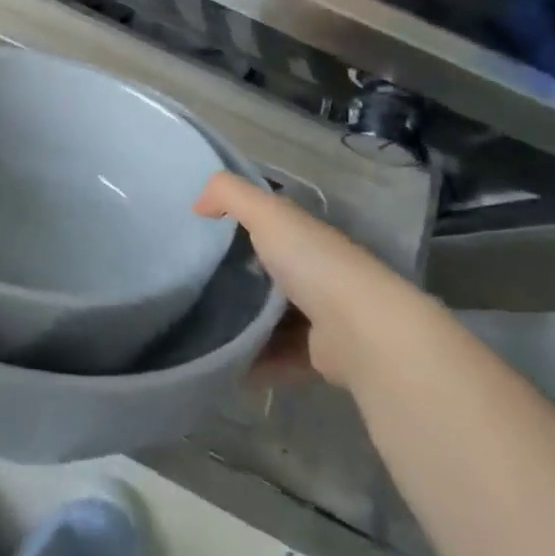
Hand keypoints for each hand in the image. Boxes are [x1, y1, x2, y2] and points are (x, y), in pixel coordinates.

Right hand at [193, 171, 419, 390]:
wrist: (365, 333)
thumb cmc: (314, 264)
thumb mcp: (267, 213)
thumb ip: (229, 193)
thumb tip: (197, 204)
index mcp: (305, 236)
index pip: (268, 222)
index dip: (236, 220)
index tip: (197, 229)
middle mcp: (315, 271)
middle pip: (266, 269)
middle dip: (232, 275)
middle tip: (189, 279)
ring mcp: (319, 315)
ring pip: (270, 315)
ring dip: (240, 321)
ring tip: (198, 323)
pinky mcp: (319, 355)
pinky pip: (277, 355)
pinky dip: (253, 360)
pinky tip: (222, 362)